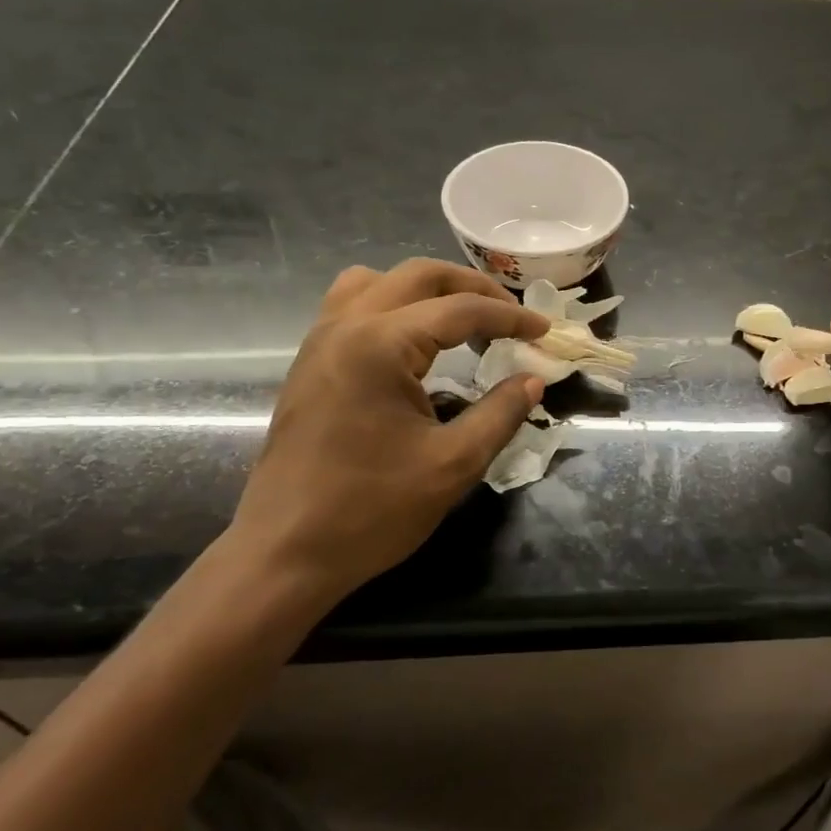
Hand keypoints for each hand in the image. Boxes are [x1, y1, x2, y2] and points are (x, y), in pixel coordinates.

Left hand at [224, 259, 547, 607]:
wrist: (285, 553)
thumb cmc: (371, 510)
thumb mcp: (453, 464)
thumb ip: (501, 413)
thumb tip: (533, 380)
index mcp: (380, 344)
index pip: (460, 309)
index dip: (510, 317)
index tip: (545, 331)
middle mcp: (346, 326)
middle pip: (419, 276)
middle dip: (473, 287)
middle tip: (511, 315)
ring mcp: (321, 342)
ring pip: (379, 281)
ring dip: (427, 290)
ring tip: (463, 319)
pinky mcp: (310, 363)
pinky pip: (352, 305)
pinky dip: (393, 306)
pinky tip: (415, 344)